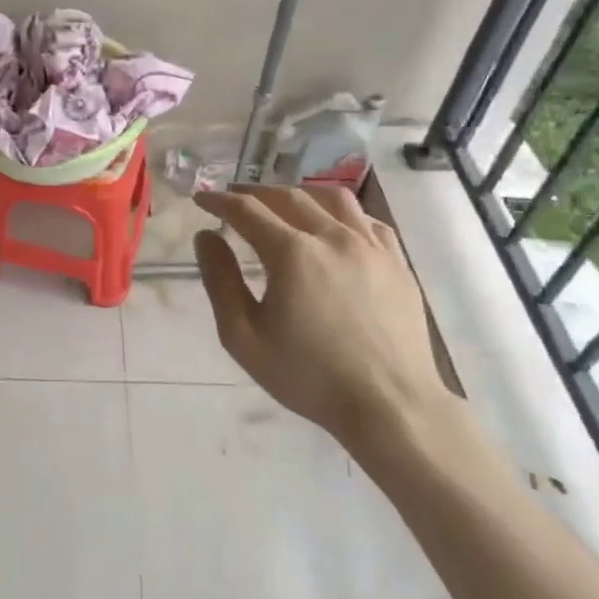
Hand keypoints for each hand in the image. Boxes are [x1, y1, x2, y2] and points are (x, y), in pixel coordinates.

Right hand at [193, 185, 457, 466]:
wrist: (391, 406)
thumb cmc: (309, 376)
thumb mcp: (244, 337)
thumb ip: (220, 281)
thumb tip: (205, 237)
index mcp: (291, 252)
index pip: (247, 210)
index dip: (219, 201)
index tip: (202, 198)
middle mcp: (331, 236)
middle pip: (288, 196)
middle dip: (255, 192)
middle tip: (235, 198)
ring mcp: (370, 246)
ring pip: (332, 197)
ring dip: (300, 193)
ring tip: (284, 202)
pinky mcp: (397, 262)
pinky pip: (368, 220)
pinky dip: (343, 212)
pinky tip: (335, 225)